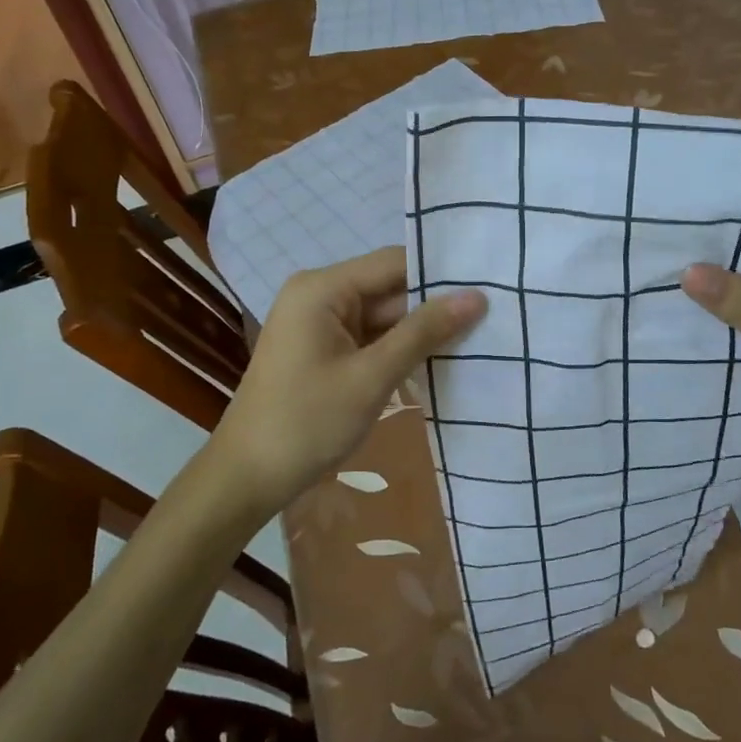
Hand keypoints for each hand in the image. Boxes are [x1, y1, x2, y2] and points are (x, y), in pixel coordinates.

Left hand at [214, 247, 485, 515]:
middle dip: (434, 305)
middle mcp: (320, 294)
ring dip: (420, 330)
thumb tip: (476, 296)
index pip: (394, 263)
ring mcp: (321, 322)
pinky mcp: (324, 348)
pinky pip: (371, 336)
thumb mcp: (372, 377)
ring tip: (479, 334)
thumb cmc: (307, 423)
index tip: (487, 285)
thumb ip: (424, 333)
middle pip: (390, 288)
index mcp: (323, 288)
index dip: (440, 274)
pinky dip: (399, 348)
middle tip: (492, 313)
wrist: (247, 479)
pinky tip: (440, 357)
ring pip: (384, 315)